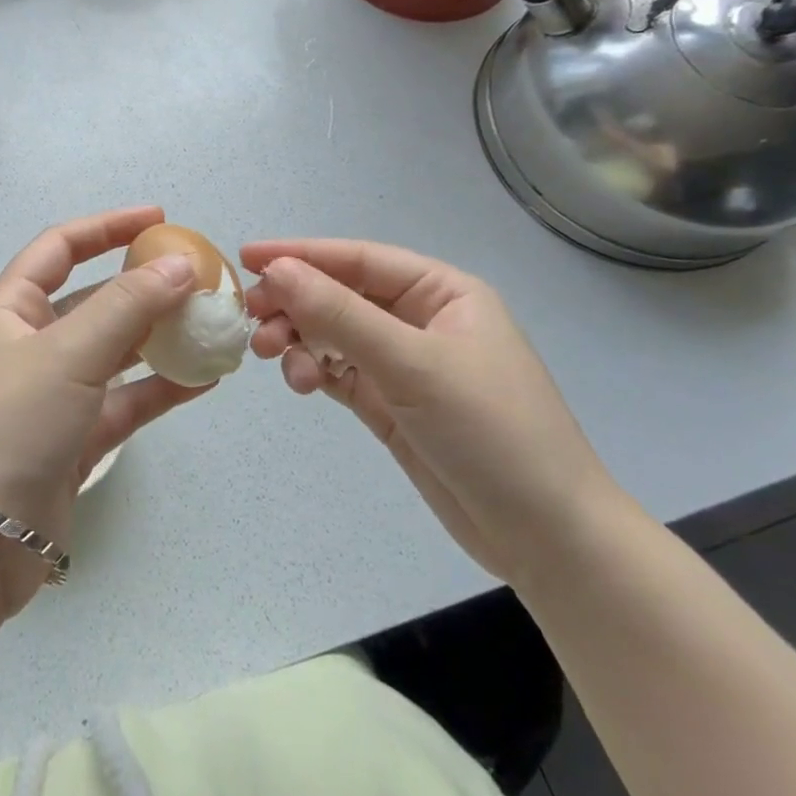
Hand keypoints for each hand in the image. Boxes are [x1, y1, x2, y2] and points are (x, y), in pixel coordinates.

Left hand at [0, 207, 208, 616]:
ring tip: (213, 325)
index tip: (159, 219)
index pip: (61, 247)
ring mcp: (55, 392)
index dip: (107, 227)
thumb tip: (180, 264)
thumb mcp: (68, 354)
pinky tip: (206, 379)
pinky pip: (126, 400)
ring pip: (116, 351)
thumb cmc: (11, 424)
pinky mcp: (76, 438)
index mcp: (12, 308)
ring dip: (161, 337)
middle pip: (95, 298)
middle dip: (145, 286)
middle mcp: (32, 343)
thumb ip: (127, 306)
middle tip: (199, 279)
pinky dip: (162, 387)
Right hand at [240, 239, 631, 591]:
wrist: (548, 540)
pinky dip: (313, 370)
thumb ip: (340, 314)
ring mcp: (405, 364)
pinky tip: (300, 382)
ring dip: (299, 339)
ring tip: (273, 357)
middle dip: (295, 303)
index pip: (359, 259)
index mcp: (441, 292)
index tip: (246, 257)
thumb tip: (276, 271)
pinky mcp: (391, 403)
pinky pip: (339, 371)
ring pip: (334, 334)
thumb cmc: (491, 432)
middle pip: (340, 295)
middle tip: (252, 318)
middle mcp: (420, 319)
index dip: (301, 254)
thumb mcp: (413, 365)